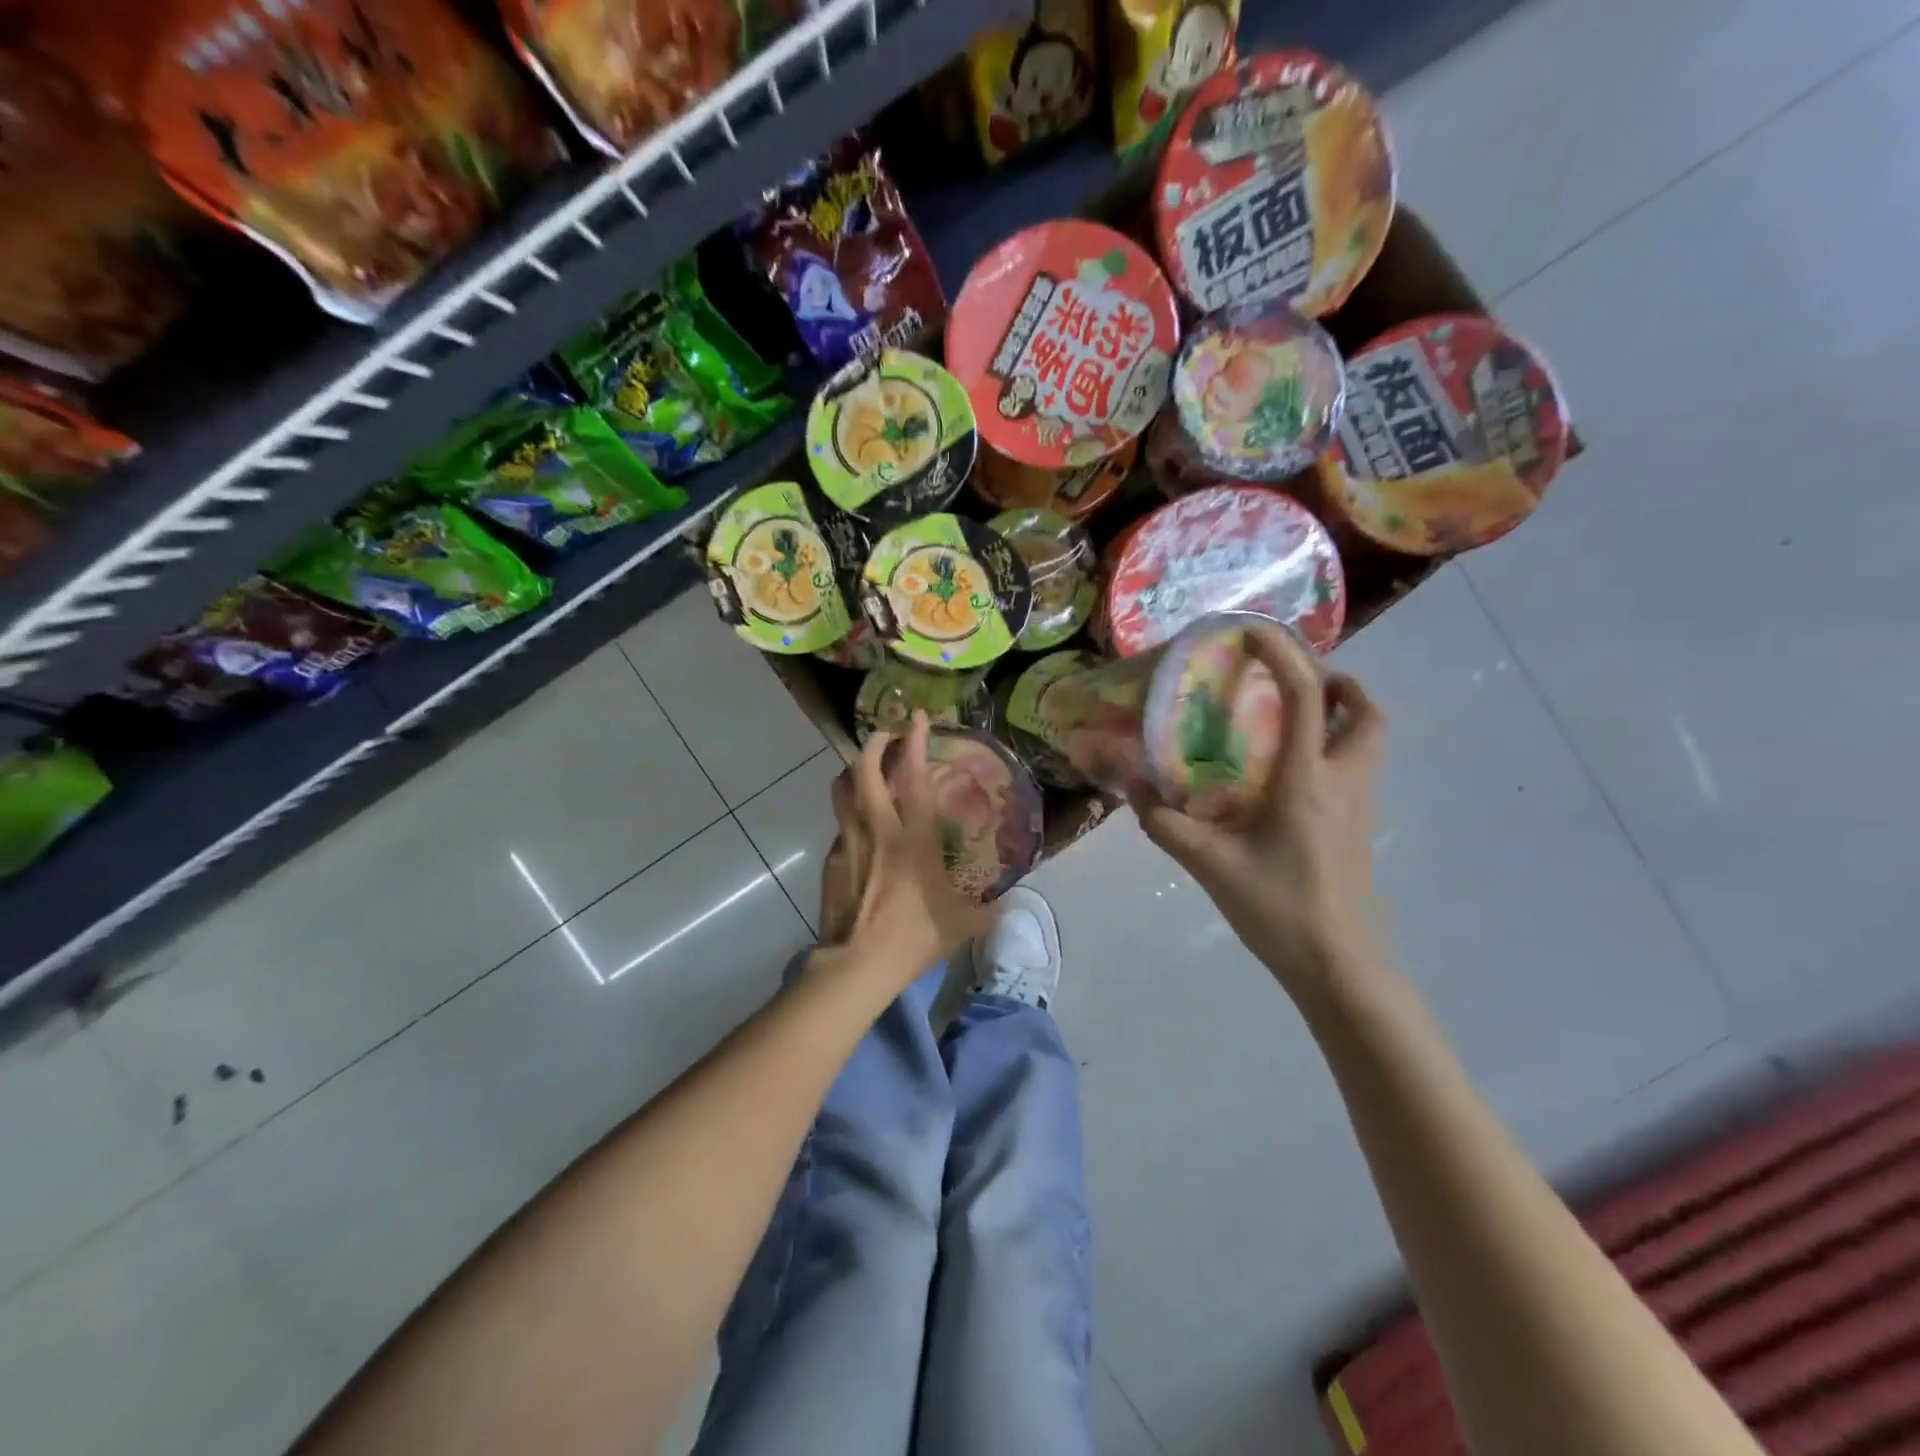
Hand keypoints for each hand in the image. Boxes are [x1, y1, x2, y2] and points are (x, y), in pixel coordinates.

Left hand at [816, 712, 991, 989]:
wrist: (858, 965)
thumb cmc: (914, 937)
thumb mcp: (962, 924)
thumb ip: (986, 910)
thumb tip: (1004, 906)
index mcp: (913, 836)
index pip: (912, 775)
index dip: (914, 740)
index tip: (918, 717)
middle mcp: (877, 828)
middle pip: (864, 769)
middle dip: (874, 743)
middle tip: (887, 734)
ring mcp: (848, 842)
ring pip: (842, 790)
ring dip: (854, 771)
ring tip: (866, 770)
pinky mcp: (832, 861)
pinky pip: (840, 826)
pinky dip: (850, 816)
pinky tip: (861, 831)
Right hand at [1131, 625, 1386, 1003]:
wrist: (1338, 965)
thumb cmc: (1278, 908)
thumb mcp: (1209, 864)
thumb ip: (1165, 823)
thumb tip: (1130, 788)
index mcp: (1308, 780)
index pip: (1308, 696)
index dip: (1283, 655)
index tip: (1251, 633)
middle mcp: (1344, 781)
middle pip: (1366, 712)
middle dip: (1336, 682)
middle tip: (1289, 683)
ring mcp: (1360, 806)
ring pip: (1369, 739)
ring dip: (1340, 713)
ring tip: (1288, 719)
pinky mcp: (1359, 827)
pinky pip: (1356, 767)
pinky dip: (1333, 747)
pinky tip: (1287, 774)